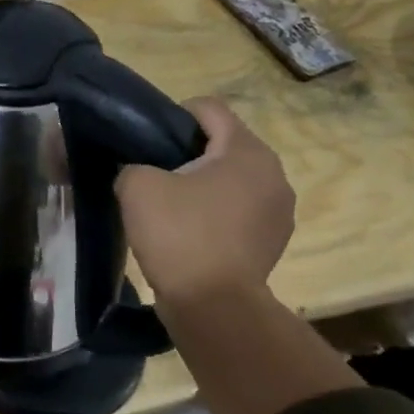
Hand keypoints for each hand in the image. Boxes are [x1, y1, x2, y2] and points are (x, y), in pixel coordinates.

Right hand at [115, 98, 295, 305]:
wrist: (213, 306)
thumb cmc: (179, 234)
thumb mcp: (137, 187)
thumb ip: (133, 165)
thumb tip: (138, 172)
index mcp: (246, 150)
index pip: (209, 108)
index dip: (174, 114)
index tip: (148, 137)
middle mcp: (273, 173)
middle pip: (225, 144)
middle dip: (190, 152)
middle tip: (155, 172)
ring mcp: (280, 210)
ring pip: (234, 180)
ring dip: (206, 185)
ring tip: (172, 206)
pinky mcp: (275, 241)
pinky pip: (241, 211)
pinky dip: (217, 213)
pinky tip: (191, 233)